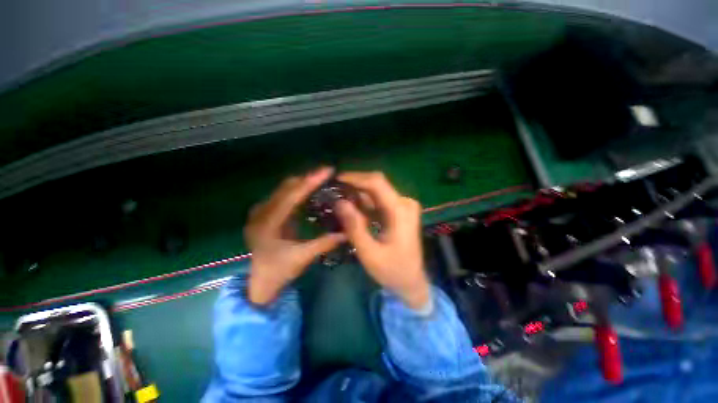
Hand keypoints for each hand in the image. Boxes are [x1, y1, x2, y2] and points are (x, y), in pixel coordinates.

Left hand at [245, 167, 345, 305]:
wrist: (260, 282)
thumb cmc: (279, 271)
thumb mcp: (302, 258)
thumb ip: (324, 243)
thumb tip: (347, 233)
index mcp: (267, 223)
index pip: (291, 196)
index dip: (310, 182)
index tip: (327, 170)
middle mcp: (261, 213)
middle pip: (286, 188)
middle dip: (307, 178)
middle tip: (327, 173)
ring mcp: (261, 212)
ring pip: (283, 190)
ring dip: (302, 183)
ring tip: (321, 178)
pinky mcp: (265, 214)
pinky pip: (283, 196)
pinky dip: (297, 191)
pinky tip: (309, 190)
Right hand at [336, 172, 429, 309]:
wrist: (412, 282)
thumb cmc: (392, 271)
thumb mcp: (369, 253)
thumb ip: (354, 227)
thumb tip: (339, 202)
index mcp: (400, 211)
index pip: (376, 183)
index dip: (355, 177)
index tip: (335, 179)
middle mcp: (404, 202)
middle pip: (376, 184)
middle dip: (354, 184)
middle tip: (333, 190)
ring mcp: (403, 206)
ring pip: (376, 191)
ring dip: (357, 193)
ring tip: (337, 197)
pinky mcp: (399, 210)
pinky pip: (378, 200)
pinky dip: (363, 202)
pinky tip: (350, 207)